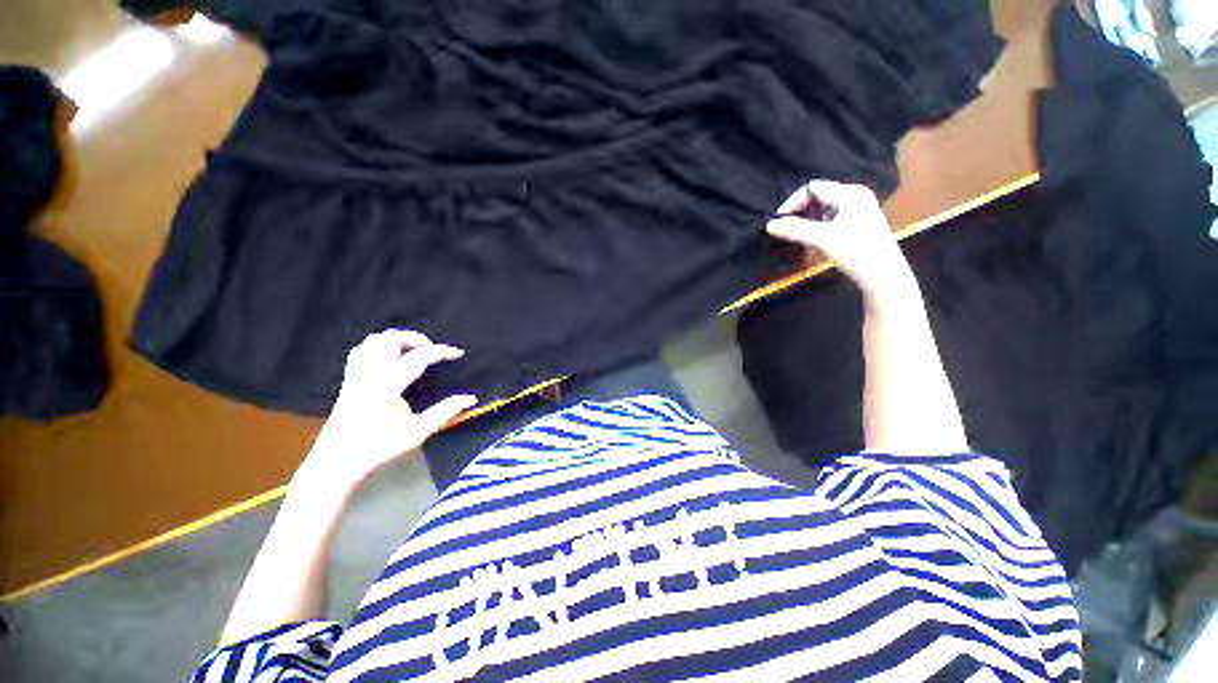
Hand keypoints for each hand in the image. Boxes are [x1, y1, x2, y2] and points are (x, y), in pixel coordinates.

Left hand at [296, 329, 477, 491]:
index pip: (418, 357)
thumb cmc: (378, 448)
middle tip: (432, 350)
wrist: (337, 463)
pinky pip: (361, 351)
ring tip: (413, 352)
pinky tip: (390, 359)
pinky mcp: (348, 380)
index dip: (441, 352)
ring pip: (373, 341)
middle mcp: (369, 374)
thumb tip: (471, 398)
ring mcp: (356, 375)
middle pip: (390, 339)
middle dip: (415, 339)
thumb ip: (445, 412)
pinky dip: (378, 347)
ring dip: (396, 340)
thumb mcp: (417, 432)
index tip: (458, 353)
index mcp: (387, 386)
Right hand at [766, 180, 912, 296]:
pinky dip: (817, 228)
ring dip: (806, 223)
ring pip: (821, 210)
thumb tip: (769, 225)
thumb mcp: (822, 240)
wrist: (883, 276)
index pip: (812, 188)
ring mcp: (857, 209)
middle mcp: (855, 196)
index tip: (780, 222)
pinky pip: (829, 219)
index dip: (793, 203)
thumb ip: (794, 230)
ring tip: (798, 239)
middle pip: (816, 197)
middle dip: (799, 214)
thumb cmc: (856, 253)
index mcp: (850, 194)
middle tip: (787, 232)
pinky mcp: (856, 223)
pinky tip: (812, 244)